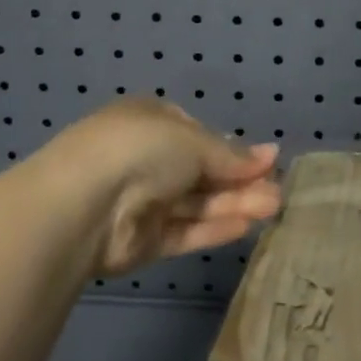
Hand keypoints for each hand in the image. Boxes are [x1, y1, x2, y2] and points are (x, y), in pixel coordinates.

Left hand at [28, 101, 281, 274]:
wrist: (83, 204)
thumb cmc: (141, 149)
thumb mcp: (194, 140)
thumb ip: (231, 156)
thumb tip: (269, 156)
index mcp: (150, 120)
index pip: (199, 135)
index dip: (233, 149)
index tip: (266, 160)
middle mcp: (145, 158)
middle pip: (202, 171)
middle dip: (240, 180)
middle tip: (278, 189)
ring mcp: (141, 201)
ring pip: (196, 203)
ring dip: (234, 203)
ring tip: (273, 208)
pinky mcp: (141, 240)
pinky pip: (183, 231)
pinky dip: (213, 227)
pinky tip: (246, 226)